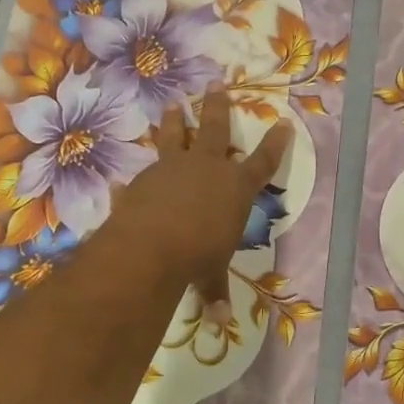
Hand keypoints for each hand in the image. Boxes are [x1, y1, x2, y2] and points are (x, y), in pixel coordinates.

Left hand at [109, 85, 294, 320]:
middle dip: (218, 106)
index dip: (276, 144)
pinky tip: (120, 180)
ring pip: (177, 137)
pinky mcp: (144, 179)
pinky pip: (140, 175)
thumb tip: (219, 322)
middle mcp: (207, 169)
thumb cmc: (197, 255)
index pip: (263, 163)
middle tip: (215, 82)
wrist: (151, 246)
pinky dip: (132, 180)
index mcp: (235, 188)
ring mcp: (173, 169)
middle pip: (218, 130)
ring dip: (176, 121)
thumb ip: (214, 291)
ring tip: (174, 104)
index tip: (283, 122)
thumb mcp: (211, 274)